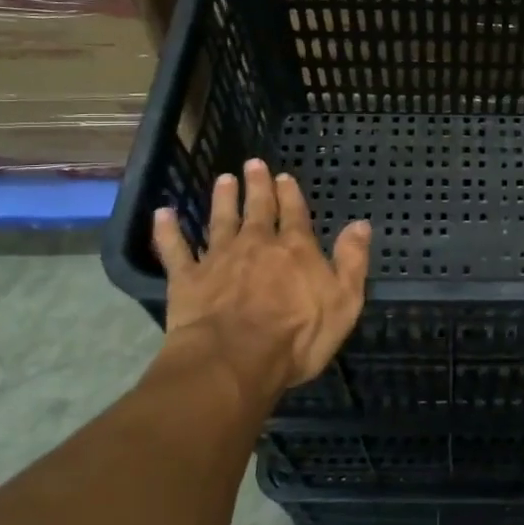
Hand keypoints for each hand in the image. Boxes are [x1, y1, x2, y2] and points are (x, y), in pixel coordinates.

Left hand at [153, 159, 370, 399]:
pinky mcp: (187, 279)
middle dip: (256, 186)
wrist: (234, 360)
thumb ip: (352, 261)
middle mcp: (256, 244)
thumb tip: (361, 224)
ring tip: (222, 180)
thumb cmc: (297, 336)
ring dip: (222, 199)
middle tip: (252, 164)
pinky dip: (168, 230)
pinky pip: (175, 249)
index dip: (290, 194)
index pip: (294, 214)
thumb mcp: (344, 301)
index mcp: (295, 249)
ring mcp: (219, 259)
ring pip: (220, 221)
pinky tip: (162, 214)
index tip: (284, 176)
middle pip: (257, 209)